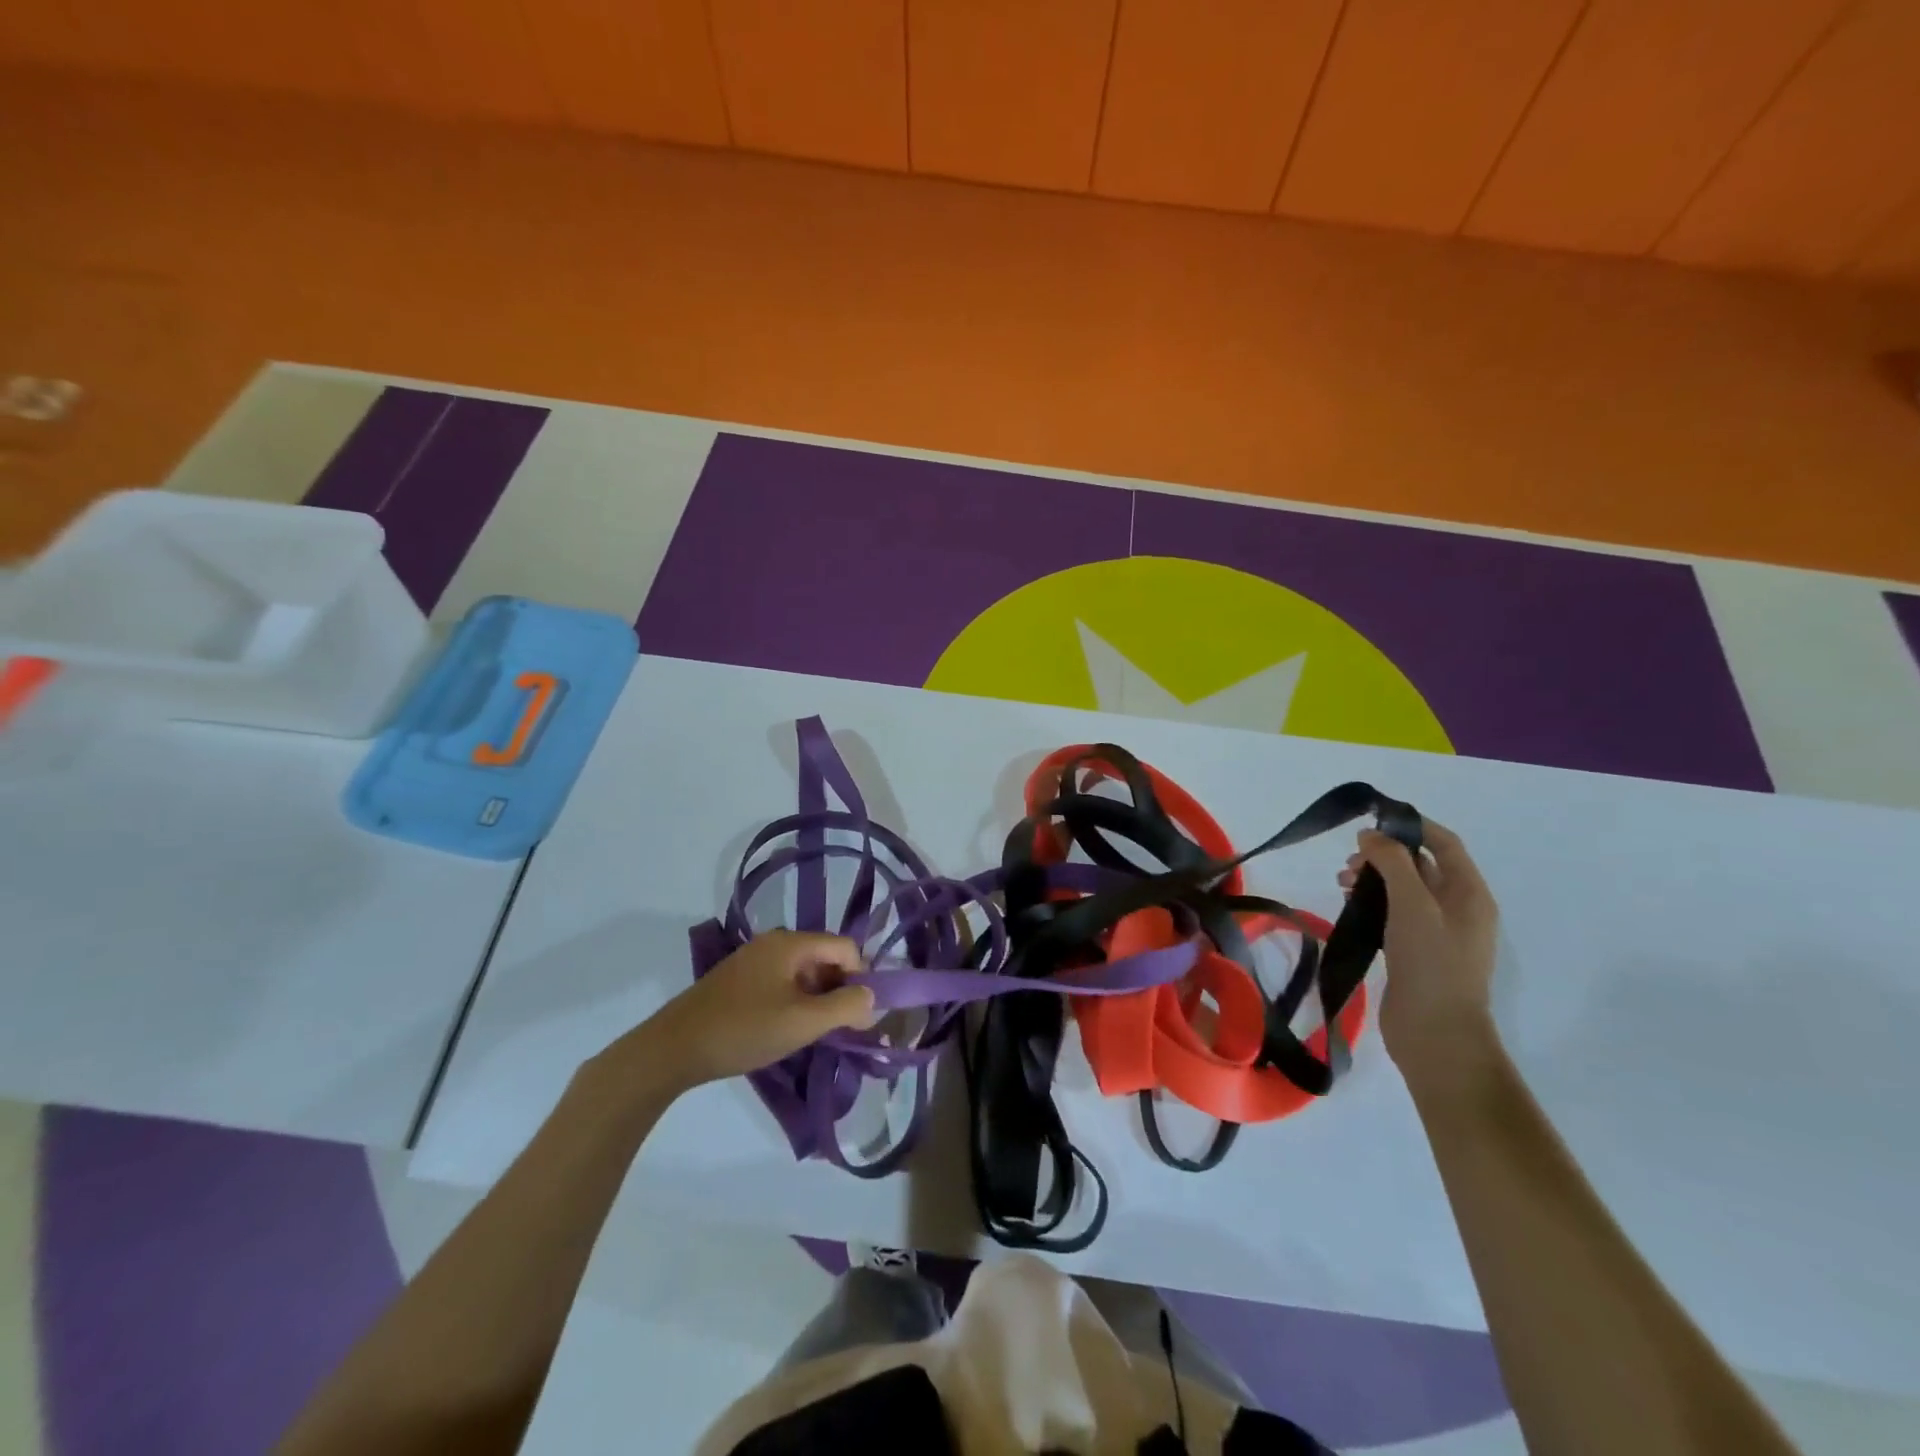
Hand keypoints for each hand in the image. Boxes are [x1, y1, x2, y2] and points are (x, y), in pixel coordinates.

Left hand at [608, 931, 875, 1095]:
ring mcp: (753, 960)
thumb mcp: (803, 1022)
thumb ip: (845, 1007)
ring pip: (803, 973)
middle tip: (837, 1029)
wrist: (672, 1049)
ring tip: (811, 1033)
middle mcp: (773, 942)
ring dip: (816, 999)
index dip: (860, 978)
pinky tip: (784, 1030)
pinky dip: (794, 1002)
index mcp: (790, 942)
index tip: (857, 1016)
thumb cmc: (744, 1029)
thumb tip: (871, 997)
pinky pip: (781, 982)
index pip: (845, 947)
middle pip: (825, 957)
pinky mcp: (738, 980)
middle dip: (838, 990)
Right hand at [1340, 819, 1499, 1093]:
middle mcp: (1458, 908)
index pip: (1444, 843)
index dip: (1410, 826)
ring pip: (1403, 890)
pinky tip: (1349, 908)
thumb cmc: (1431, 964)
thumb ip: (1393, 863)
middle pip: (1420, 865)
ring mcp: (1437, 933)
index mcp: (1469, 893)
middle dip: (1384, 855)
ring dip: (1373, 879)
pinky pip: (1394, 914)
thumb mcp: (1412, 905)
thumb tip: (1371, 835)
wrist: (1436, 1034)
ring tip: (1342, 884)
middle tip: (1349, 864)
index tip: (1371, 822)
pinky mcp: (1416, 952)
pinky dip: (1372, 903)